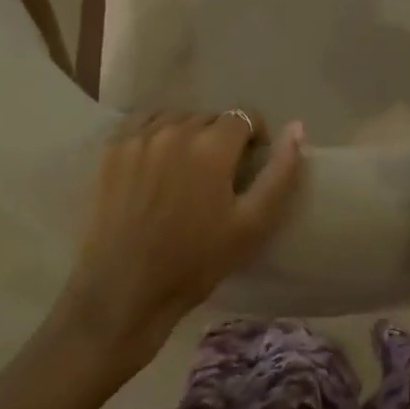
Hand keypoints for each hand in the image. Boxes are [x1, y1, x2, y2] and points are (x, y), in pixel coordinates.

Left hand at [53, 111, 305, 373]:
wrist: (123, 291)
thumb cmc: (195, 263)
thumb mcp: (252, 225)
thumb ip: (280, 173)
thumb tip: (297, 128)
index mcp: (212, 146)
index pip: (244, 117)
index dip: (254, 137)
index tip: (250, 164)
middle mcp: (175, 130)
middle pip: (210, 118)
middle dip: (221, 139)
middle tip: (217, 176)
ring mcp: (139, 137)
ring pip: (177, 118)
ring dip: (188, 135)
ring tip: (185, 170)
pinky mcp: (112, 149)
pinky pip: (143, 123)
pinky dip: (156, 133)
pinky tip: (156, 161)